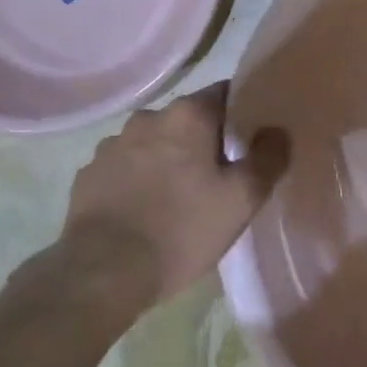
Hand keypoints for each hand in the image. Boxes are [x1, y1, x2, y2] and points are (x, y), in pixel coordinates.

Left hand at [55, 81, 289, 317]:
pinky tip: (143, 211)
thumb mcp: (242, 200)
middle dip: (203, 140)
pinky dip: (136, 180)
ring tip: (177, 197)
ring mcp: (111, 145)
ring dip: (166, 159)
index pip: (224, 93)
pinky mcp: (88, 174)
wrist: (102, 272)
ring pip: (152, 143)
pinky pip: (123, 168)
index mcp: (187, 115)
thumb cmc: (182, 230)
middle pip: (187, 120)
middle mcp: (147, 118)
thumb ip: (268, 158)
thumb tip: (278, 131)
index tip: (250, 138)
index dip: (241, 113)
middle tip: (218, 176)